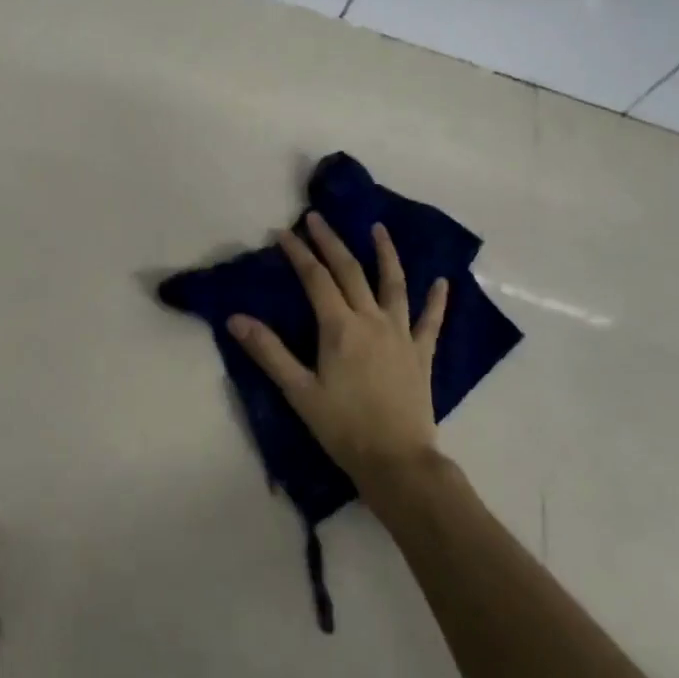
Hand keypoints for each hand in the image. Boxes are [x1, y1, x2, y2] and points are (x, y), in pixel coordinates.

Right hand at [227, 213, 448, 503]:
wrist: (397, 461)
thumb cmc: (343, 428)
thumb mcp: (299, 391)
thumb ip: (269, 352)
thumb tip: (236, 319)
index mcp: (340, 328)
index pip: (316, 279)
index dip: (299, 253)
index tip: (283, 233)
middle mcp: (372, 320)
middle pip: (350, 271)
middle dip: (331, 242)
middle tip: (317, 217)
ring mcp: (401, 334)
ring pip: (394, 284)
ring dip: (385, 253)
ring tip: (378, 228)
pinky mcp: (422, 353)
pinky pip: (431, 321)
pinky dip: (437, 300)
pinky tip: (442, 282)